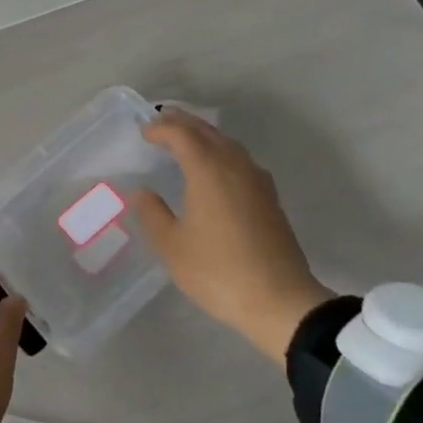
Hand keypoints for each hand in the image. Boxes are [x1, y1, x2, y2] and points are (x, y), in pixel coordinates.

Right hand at [131, 109, 334, 364]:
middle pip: (207, 131)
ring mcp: (257, 180)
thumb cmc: (218, 271)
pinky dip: (221, 151)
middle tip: (161, 120)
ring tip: (185, 138)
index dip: (160, 128)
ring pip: (227, 143)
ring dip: (204, 135)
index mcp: (208, 171)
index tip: (143, 132)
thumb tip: (142, 192)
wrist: (280, 302)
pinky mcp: (269, 197)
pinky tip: (216, 167)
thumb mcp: (172, 246)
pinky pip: (240, 158)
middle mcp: (234, 166)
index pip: (181, 134)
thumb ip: (152, 213)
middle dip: (183, 122)